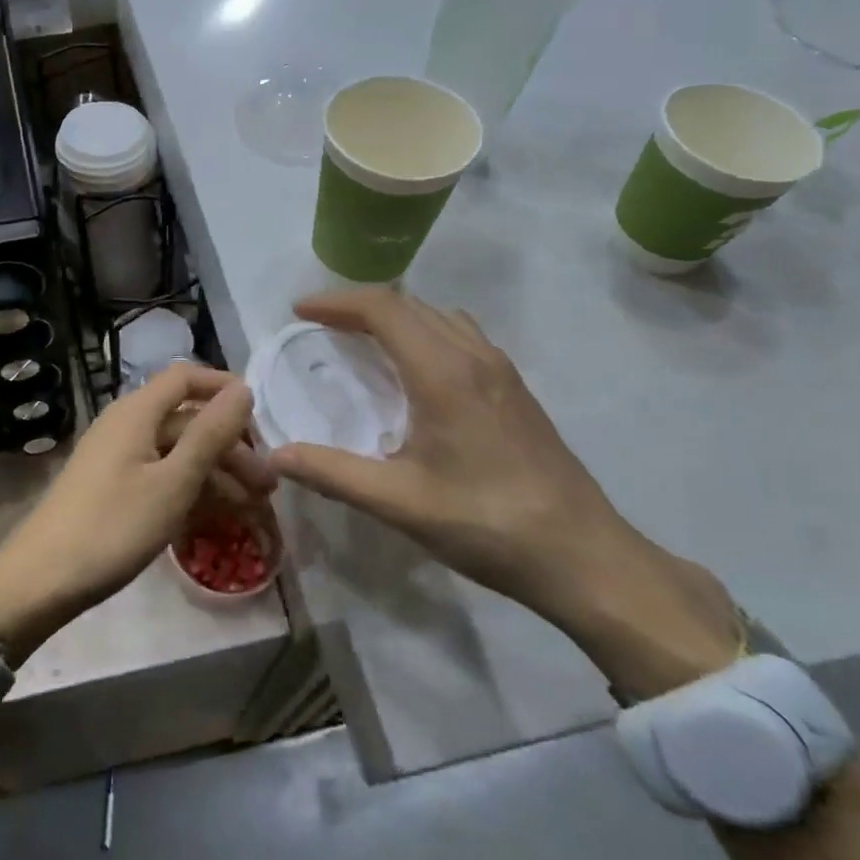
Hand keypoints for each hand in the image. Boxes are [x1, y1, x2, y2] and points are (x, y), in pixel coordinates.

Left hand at [0, 363, 255, 662]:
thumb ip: (210, 433)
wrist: (42, 580)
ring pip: (176, 453)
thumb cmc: (113, 526)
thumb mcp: (173, 482)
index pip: (186, 378)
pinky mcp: (112, 489)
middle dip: (230, 448)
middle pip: (187, 421)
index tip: (261, 418)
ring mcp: (117, 458)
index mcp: (137, 412)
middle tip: (267, 487)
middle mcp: (126, 425)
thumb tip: (242, 388)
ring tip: (252, 510)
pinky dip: (190, 492)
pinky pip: (160, 477)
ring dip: (215, 475)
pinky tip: (216, 520)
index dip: (223, 388)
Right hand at [267, 290, 740, 697]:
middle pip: (408, 304)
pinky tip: (413, 372)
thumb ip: (332, 473)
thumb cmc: (488, 525)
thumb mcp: (400, 503)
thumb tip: (273, 456)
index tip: (299, 311)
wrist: (586, 557)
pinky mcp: (515, 388)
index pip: (382, 309)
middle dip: (357, 305)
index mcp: (443, 372)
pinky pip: (459, 334)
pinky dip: (422, 331)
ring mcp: (500, 369)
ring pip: (437, 315)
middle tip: (318, 326)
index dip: (336, 302)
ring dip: (393, 316)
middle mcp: (473, 356)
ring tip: (359, 341)